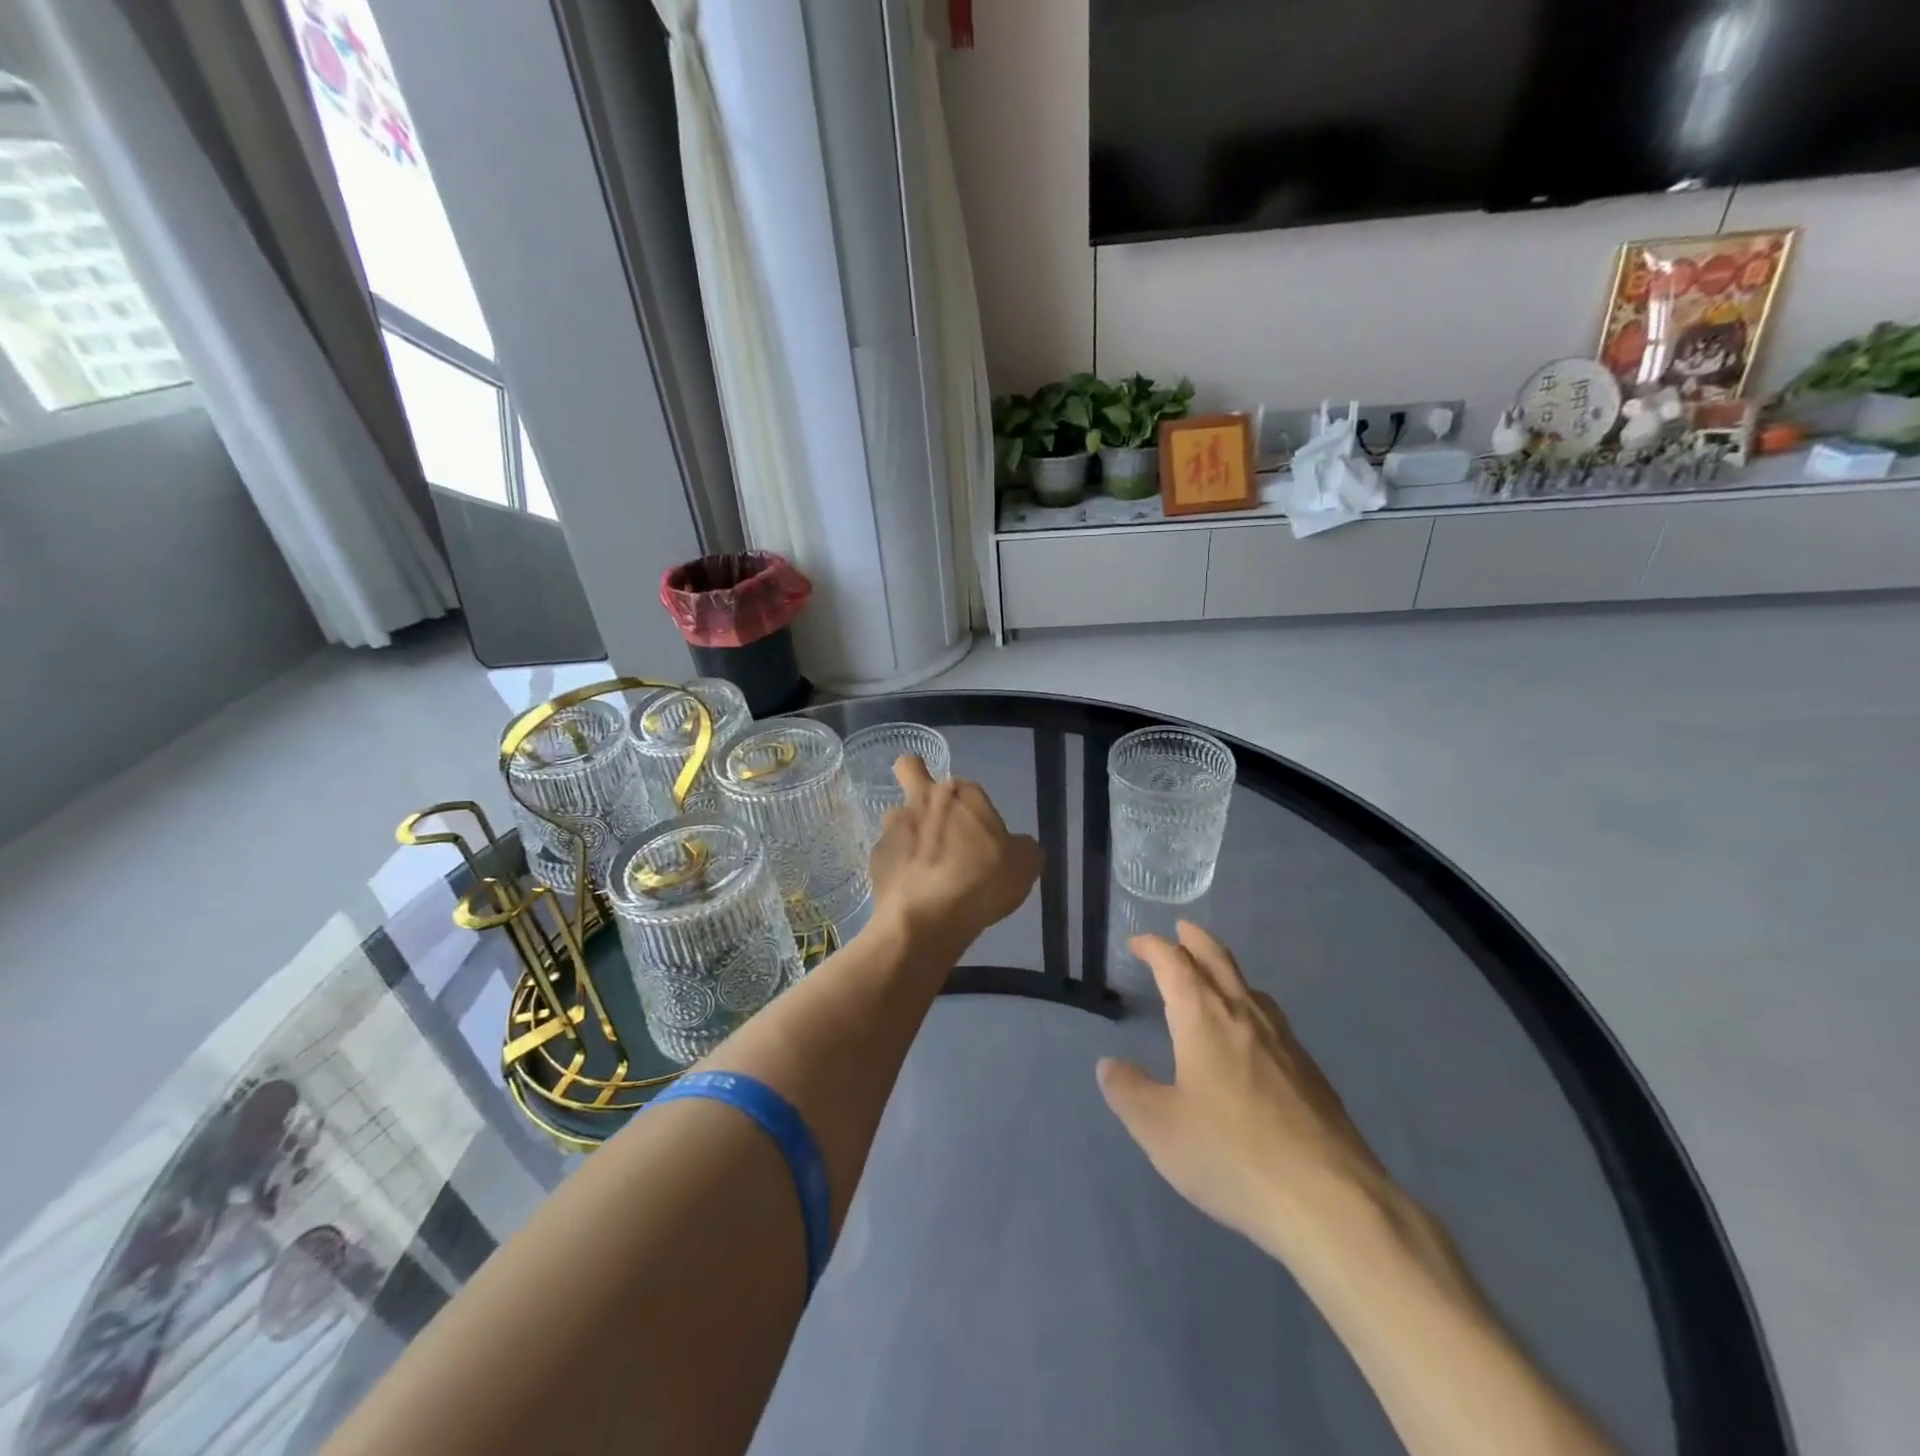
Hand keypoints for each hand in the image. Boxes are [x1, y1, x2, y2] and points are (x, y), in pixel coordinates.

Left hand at [869, 757, 1041, 952]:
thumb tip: (1017, 846)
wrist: (929, 916)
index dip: (972, 807)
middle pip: (910, 769)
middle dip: (915, 777)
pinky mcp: (875, 858)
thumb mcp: (1024, 865)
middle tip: (930, 810)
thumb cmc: (981, 881)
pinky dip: (898, 869)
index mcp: (960, 793)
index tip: (979, 832)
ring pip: (896, 818)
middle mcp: (922, 799)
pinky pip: (888, 856)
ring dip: (907, 833)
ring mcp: (894, 828)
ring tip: (922, 867)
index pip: (966, 786)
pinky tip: (911, 892)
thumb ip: (1022, 848)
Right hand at [1096, 922, 1403, 1264]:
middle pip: (1218, 960)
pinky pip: (1272, 1019)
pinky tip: (1252, 1037)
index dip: (1153, 947)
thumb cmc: (1231, 1155)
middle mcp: (1244, 1016)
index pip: (1174, 964)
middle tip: (1181, 929)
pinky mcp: (1310, 1072)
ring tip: (1214, 977)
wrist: (1331, 1201)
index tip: (1137, 943)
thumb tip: (1111, 1065)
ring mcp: (1285, 1042)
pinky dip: (1250, 1006)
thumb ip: (1129, 1091)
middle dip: (1195, 940)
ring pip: (1250, 987)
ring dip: (1226, 970)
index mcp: (1203, 1018)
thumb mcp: (1159, 1129)